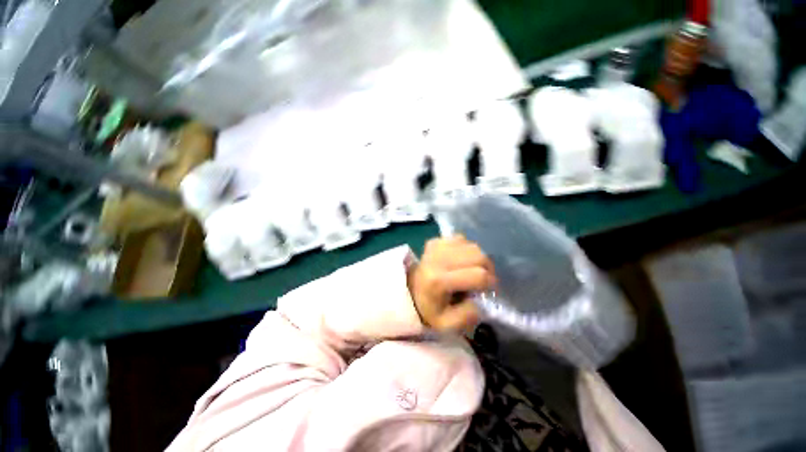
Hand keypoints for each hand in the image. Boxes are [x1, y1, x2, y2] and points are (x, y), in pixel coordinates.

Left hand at [408, 236, 496, 331]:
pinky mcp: (435, 241)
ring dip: (478, 258)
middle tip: (484, 279)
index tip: (487, 290)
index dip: (489, 283)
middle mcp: (438, 259)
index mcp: (439, 281)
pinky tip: (462, 260)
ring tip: (472, 269)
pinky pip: (461, 239)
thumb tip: (479, 300)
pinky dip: (466, 249)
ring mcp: (436, 247)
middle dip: (487, 268)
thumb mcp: (446, 324)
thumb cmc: (428, 308)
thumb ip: (467, 316)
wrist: (409, 291)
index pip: (478, 275)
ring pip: (471, 245)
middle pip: (478, 255)